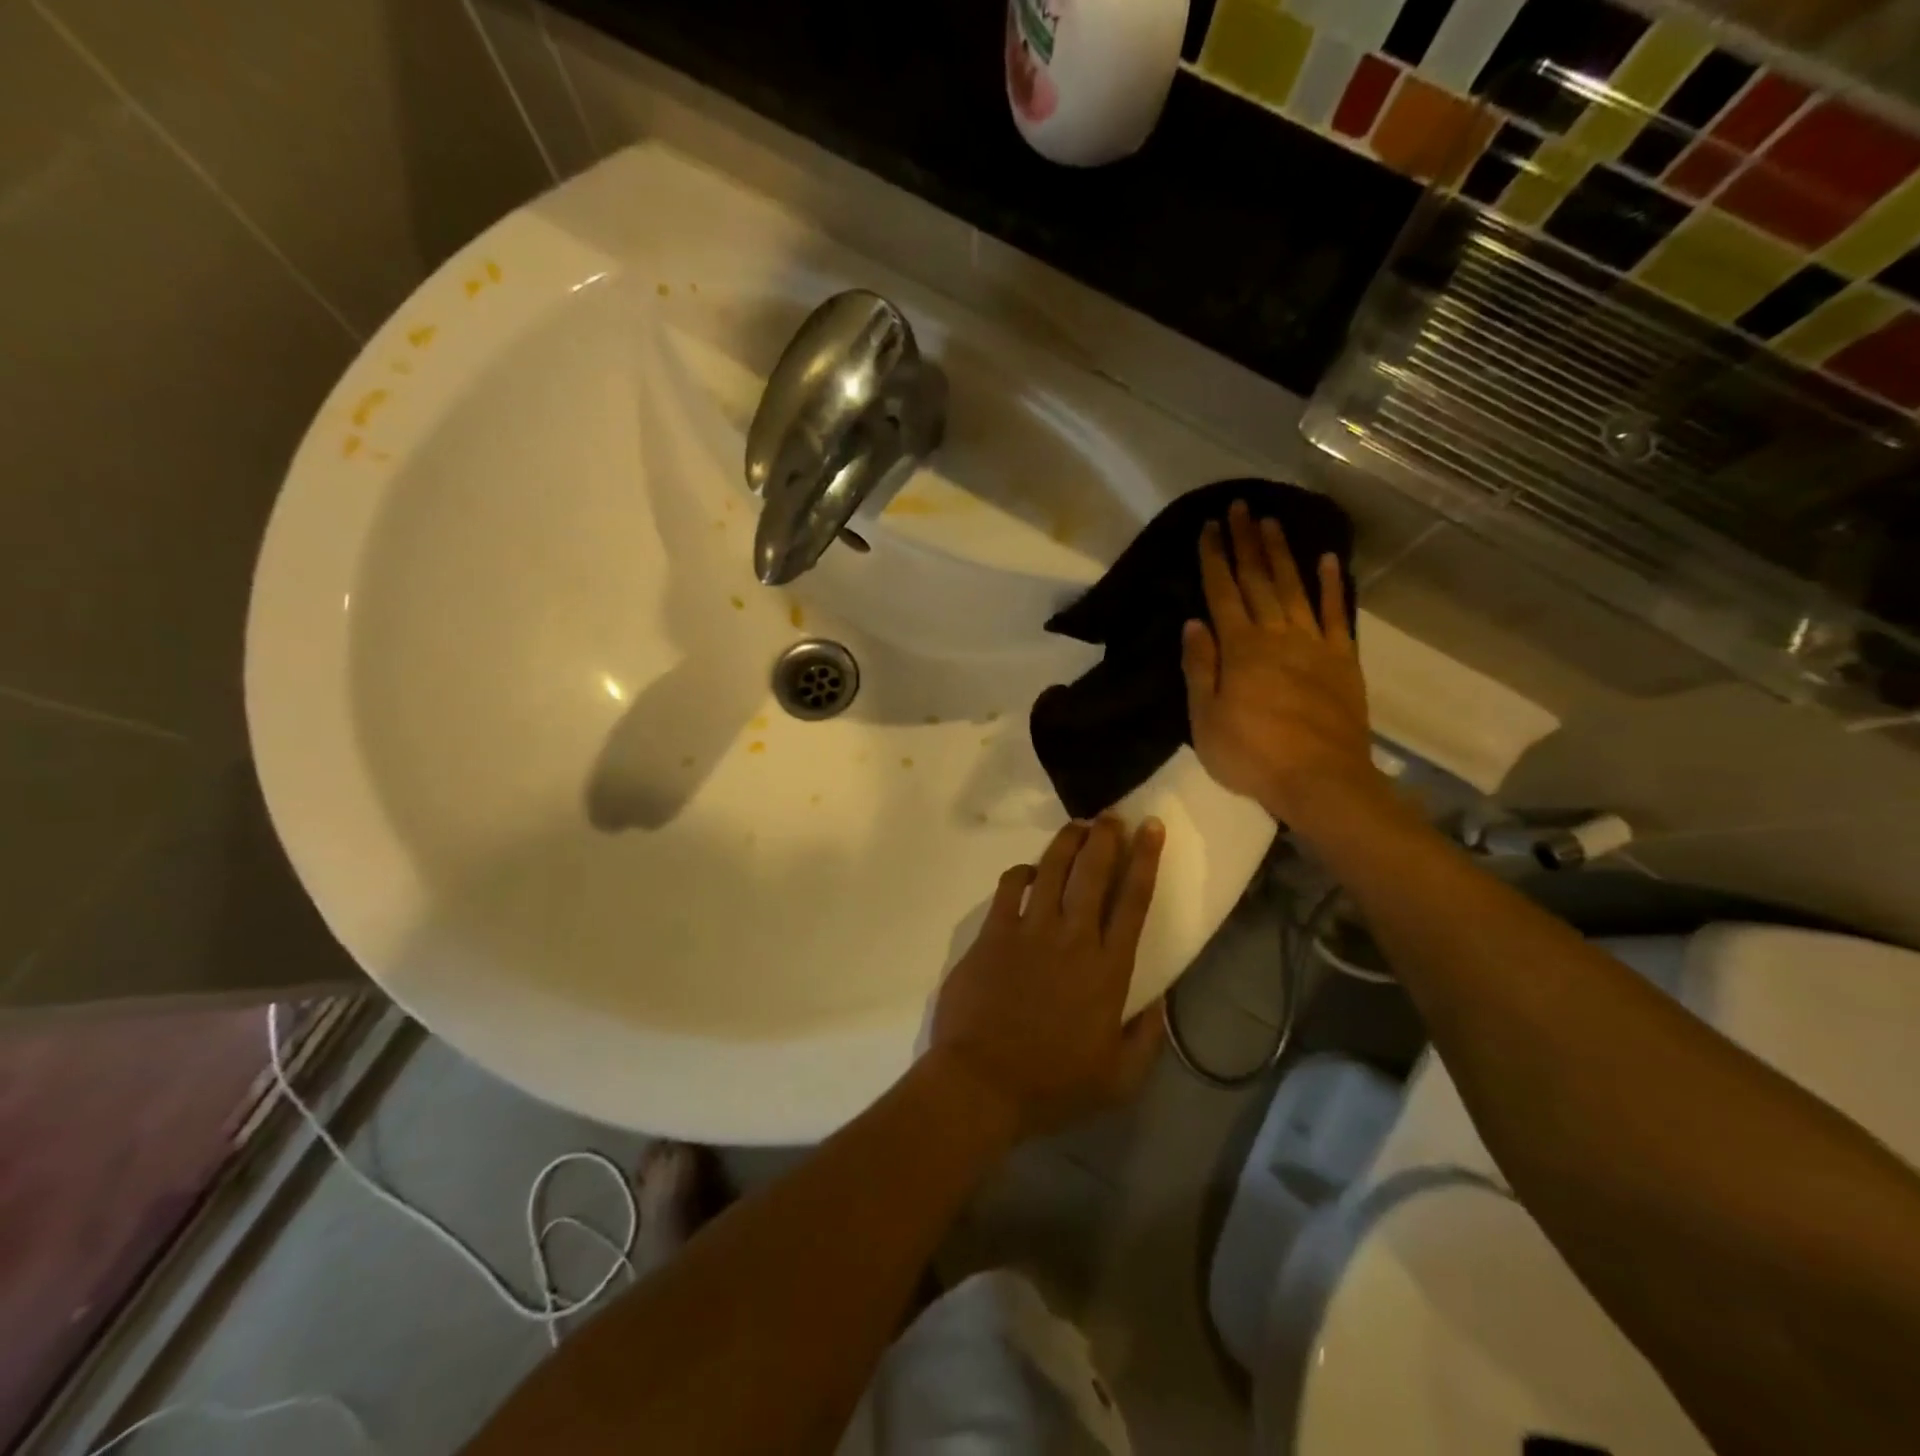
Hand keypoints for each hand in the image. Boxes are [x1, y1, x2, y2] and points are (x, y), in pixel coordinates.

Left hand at [930, 816, 1165, 1140]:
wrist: (982, 1083)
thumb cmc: (1053, 1085)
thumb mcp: (1119, 1079)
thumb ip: (1146, 1038)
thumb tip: (1161, 1003)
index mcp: (1108, 969)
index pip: (1133, 900)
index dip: (1145, 859)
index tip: (1151, 828)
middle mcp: (1073, 937)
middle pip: (1093, 871)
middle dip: (1106, 836)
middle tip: (1112, 816)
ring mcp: (1029, 931)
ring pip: (1052, 868)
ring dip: (1067, 842)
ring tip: (1077, 827)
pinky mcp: (993, 933)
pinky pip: (1010, 887)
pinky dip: (1022, 872)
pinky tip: (1029, 871)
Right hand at [1181, 500, 1380, 828]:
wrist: (1320, 780)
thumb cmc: (1251, 756)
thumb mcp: (1206, 720)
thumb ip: (1200, 669)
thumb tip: (1193, 623)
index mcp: (1240, 649)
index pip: (1223, 594)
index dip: (1214, 559)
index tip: (1208, 527)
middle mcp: (1276, 635)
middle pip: (1258, 581)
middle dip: (1245, 542)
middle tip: (1239, 507)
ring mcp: (1314, 645)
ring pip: (1295, 588)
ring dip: (1281, 554)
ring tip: (1271, 522)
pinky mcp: (1342, 660)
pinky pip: (1338, 614)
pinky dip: (1333, 585)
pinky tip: (1328, 560)